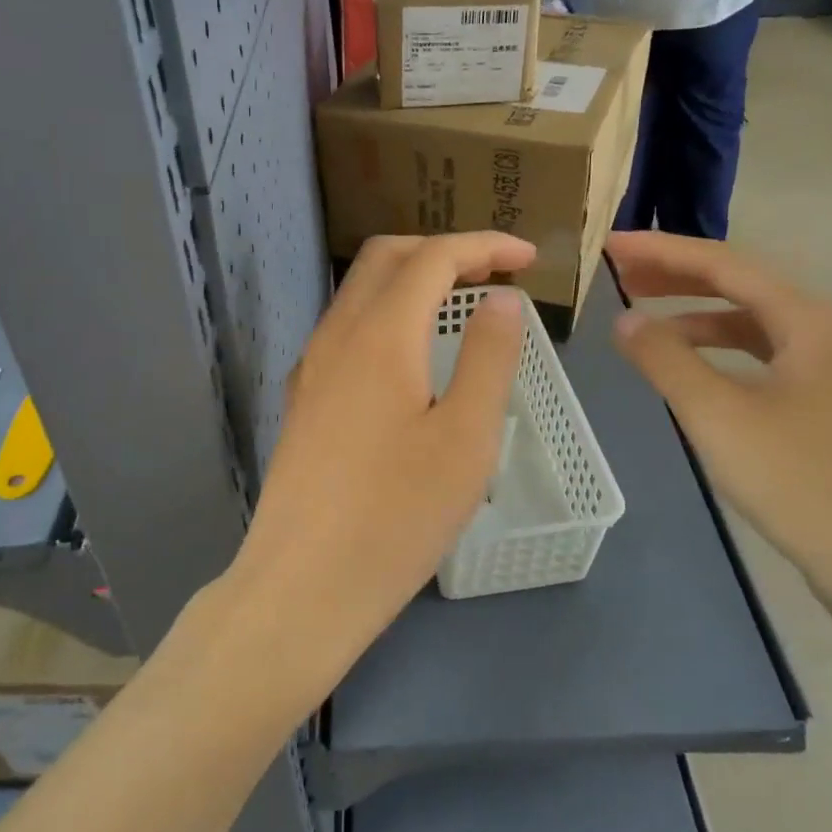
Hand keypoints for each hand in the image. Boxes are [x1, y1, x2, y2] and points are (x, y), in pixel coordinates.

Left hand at [224, 233, 532, 694]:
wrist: (303, 585)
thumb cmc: (397, 515)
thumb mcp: (467, 437)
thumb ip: (490, 357)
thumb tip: (501, 299)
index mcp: (382, 334)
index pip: (434, 257)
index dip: (484, 246)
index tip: (528, 257)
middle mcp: (338, 335)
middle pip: (387, 258)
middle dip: (443, 250)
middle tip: (492, 272)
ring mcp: (313, 366)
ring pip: (360, 291)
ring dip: (411, 280)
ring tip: (459, 305)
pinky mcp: (304, 398)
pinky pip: (347, 329)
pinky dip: (387, 315)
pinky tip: (411, 356)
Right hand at [606, 232, 831, 621]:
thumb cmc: (801, 482)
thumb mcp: (717, 415)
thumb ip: (665, 359)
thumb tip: (625, 320)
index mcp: (812, 318)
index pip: (724, 263)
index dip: (661, 250)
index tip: (609, 245)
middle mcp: (831, 328)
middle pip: (742, 285)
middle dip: (677, 277)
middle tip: (619, 275)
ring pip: (754, 323)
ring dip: (697, 316)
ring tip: (644, 321)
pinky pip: (766, 356)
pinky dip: (722, 351)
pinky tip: (692, 368)